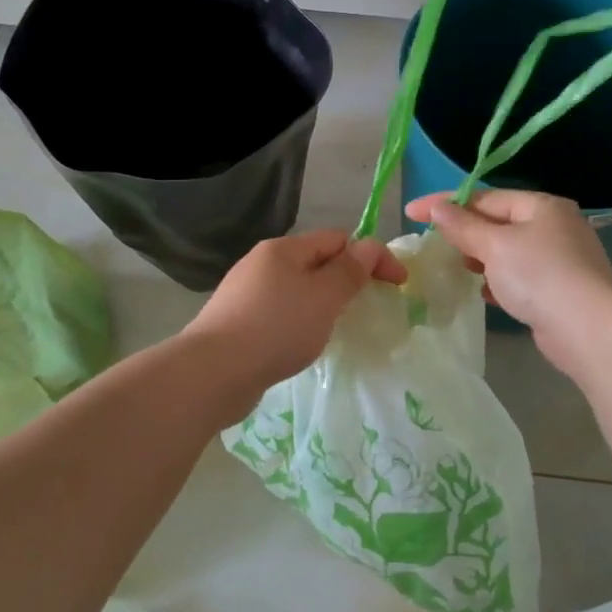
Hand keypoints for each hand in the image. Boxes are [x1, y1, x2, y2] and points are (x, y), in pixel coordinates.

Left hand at [182, 230, 407, 414]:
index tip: (398, 285)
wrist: (213, 372)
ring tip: (336, 328)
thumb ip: (349, 271)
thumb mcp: (324, 297)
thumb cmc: (276, 328)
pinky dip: (300, 322)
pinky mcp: (237, 322)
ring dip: (323, 303)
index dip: (372, 256)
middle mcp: (262, 263)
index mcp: (283, 249)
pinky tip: (301, 344)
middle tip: (367, 307)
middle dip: (346, 279)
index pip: (338, 239)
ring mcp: (245, 293)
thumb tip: (368, 247)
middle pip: (316, 262)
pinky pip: (280, 313)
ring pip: (297, 289)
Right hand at [405, 190, 611, 372]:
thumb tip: (437, 207)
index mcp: (542, 206)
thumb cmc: (539, 274)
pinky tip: (484, 292)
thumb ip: (463, 226)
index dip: (446, 203)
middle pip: (499, 223)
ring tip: (456, 266)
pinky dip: (499, 280)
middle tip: (435, 243)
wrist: (588, 328)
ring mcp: (560, 260)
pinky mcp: (559, 290)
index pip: (486, 197)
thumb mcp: (494, 245)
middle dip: (466, 232)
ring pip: (509, 252)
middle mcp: (554, 227)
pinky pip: (520, 277)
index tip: (411, 212)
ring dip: (481, 258)